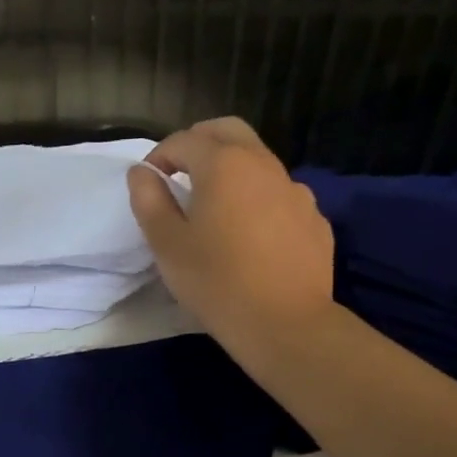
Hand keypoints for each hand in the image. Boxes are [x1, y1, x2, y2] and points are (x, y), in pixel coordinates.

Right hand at [127, 117, 336, 361]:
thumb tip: (142, 172)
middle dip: (199, 143)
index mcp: (224, 164)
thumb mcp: (168, 245)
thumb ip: (150, 201)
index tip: (150, 182)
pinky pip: (281, 194)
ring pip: (259, 160)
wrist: (286, 324)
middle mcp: (263, 165)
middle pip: (228, 132)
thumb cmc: (217, 283)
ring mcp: (295, 190)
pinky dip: (259, 197)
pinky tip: (252, 232)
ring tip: (216, 204)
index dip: (160, 156)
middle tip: (181, 172)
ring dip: (232, 168)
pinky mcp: (314, 218)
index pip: (184, 140)